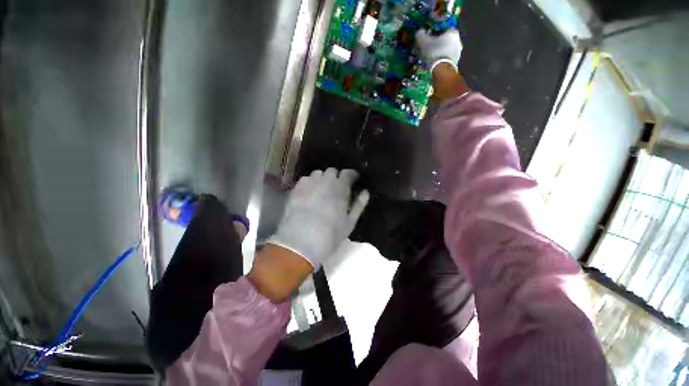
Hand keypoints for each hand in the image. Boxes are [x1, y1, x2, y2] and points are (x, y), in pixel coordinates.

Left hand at [268, 168, 369, 268]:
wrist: (300, 243)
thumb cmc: (330, 235)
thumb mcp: (350, 222)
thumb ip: (359, 204)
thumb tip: (365, 192)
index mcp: (340, 188)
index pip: (348, 173)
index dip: (351, 175)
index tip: (353, 180)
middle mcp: (325, 181)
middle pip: (332, 171)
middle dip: (336, 177)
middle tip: (337, 188)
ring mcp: (309, 184)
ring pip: (318, 173)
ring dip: (322, 179)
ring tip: (322, 189)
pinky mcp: (296, 189)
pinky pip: (305, 179)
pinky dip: (310, 183)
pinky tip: (309, 193)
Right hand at [415, 28, 461, 72]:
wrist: (442, 70)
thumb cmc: (434, 52)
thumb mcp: (424, 42)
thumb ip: (421, 35)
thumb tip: (419, 32)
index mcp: (453, 32)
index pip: (443, 29)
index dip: (434, 33)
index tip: (428, 39)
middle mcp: (458, 40)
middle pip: (445, 40)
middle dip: (437, 44)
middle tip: (428, 49)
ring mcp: (458, 52)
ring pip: (446, 50)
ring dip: (439, 53)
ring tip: (430, 58)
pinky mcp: (455, 62)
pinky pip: (446, 59)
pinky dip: (441, 60)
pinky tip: (434, 64)